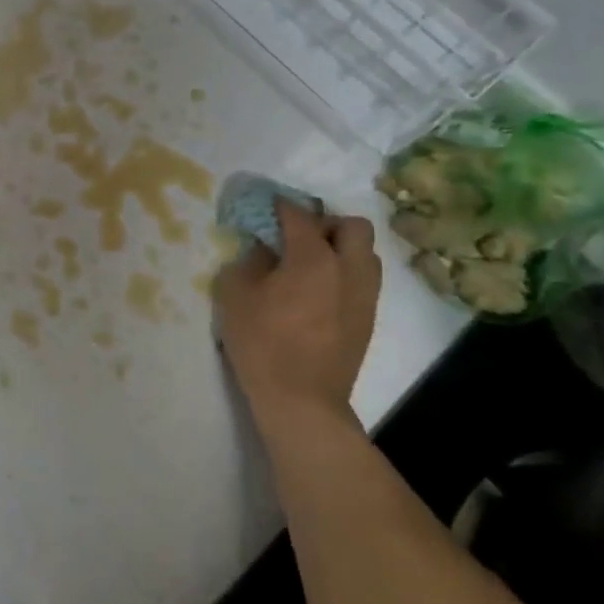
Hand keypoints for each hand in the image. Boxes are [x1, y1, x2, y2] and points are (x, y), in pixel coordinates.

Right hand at [214, 200, 381, 433]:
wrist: (301, 399)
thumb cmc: (261, 343)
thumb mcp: (235, 295)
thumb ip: (248, 262)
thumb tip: (263, 249)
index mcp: (313, 259)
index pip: (300, 216)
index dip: (281, 206)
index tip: (268, 205)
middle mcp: (347, 269)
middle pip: (352, 226)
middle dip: (326, 222)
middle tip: (298, 236)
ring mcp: (363, 295)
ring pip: (365, 253)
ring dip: (341, 248)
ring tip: (311, 262)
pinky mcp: (367, 318)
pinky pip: (363, 279)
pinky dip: (345, 272)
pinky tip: (319, 290)